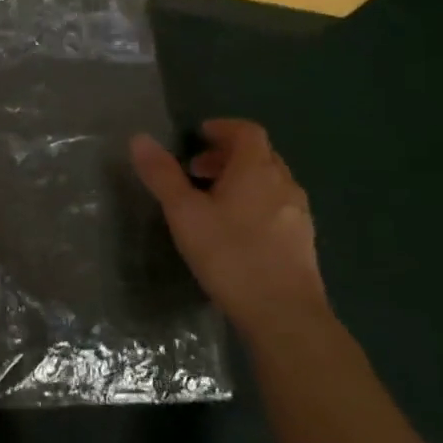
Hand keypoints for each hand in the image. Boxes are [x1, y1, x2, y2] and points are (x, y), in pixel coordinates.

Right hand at [130, 119, 324, 337]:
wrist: (284, 315)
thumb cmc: (230, 255)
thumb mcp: (185, 214)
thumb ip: (162, 175)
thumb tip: (139, 138)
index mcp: (257, 169)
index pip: (246, 131)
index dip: (223, 128)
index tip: (199, 136)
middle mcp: (284, 183)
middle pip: (259, 154)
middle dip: (227, 155)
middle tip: (196, 170)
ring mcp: (298, 213)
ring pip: (269, 182)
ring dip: (242, 181)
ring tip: (213, 202)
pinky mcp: (303, 241)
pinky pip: (277, 206)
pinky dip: (255, 203)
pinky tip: (236, 232)